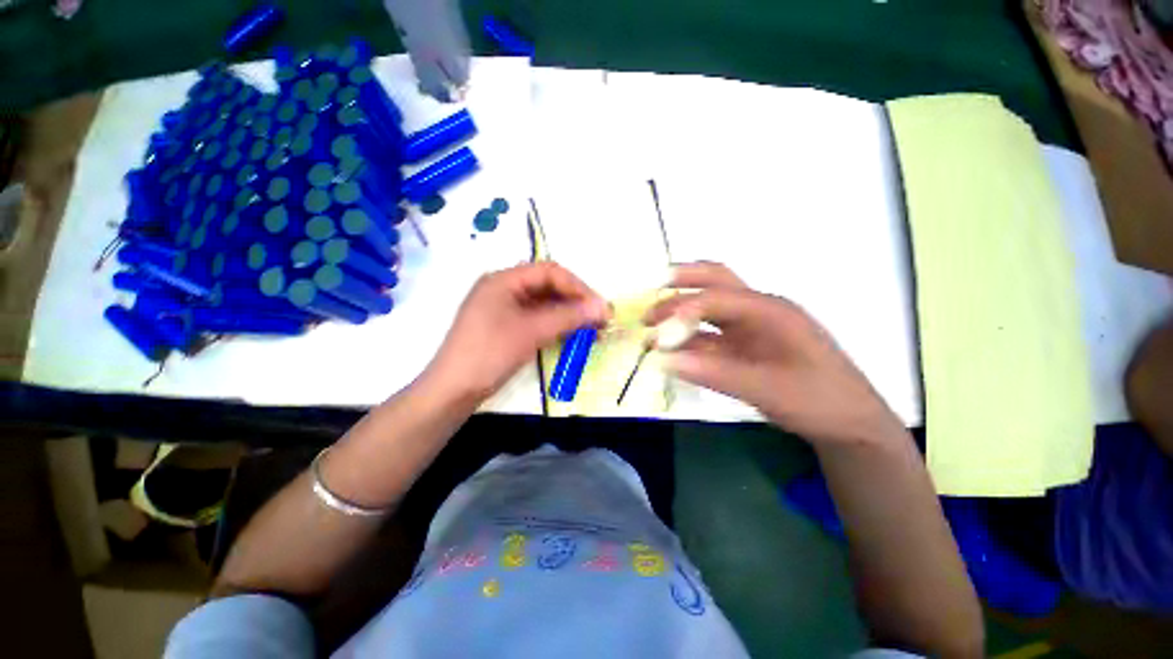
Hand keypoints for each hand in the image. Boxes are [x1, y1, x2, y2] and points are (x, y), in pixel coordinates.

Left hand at [427, 262, 610, 402]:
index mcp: (504, 279)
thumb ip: (569, 316)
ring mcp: (504, 308)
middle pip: (548, 286)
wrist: (453, 390)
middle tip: (599, 319)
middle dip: (575, 301)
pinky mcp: (506, 327)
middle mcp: (504, 288)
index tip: (599, 307)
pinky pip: (537, 319)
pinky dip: (556, 325)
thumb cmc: (490, 353)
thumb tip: (604, 307)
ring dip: (568, 315)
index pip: (550, 272)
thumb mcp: (532, 331)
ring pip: (544, 304)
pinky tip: (572, 335)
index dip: (578, 287)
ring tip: (592, 330)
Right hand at [646, 262, 902, 445]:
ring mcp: (750, 328)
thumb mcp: (769, 390)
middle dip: (681, 287)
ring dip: (680, 315)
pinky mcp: (744, 347)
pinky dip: (689, 340)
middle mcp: (758, 311)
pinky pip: (711, 336)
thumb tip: (665, 360)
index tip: (657, 331)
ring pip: (709, 309)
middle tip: (651, 303)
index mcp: (770, 311)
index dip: (684, 310)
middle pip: (716, 282)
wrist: (849, 423)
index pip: (718, 297)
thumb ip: (715, 374)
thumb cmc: (818, 401)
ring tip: (652, 329)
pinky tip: (672, 351)